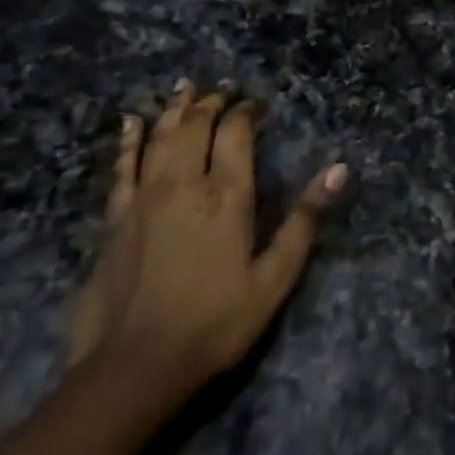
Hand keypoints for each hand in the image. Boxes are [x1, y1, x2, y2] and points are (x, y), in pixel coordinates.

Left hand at [69, 79, 346, 396]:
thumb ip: (305, 220)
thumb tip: (339, 169)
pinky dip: (129, 139)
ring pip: (161, 136)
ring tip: (185, 86)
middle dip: (212, 102)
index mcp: (227, 195)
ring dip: (175, 108)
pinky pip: (121, 166)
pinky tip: (132, 121)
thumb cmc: (215, 323)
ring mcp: (144, 198)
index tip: (256, 104)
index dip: (246, 111)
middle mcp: (184, 183)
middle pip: (196, 124)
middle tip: (223, 88)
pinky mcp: (115, 218)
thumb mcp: (274, 278)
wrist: (133, 368)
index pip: (236, 132)